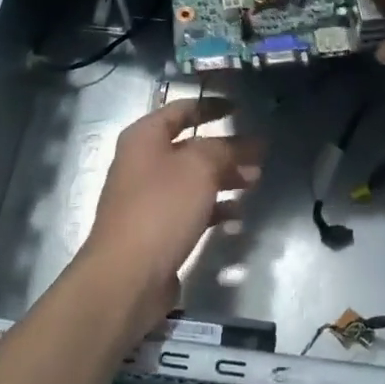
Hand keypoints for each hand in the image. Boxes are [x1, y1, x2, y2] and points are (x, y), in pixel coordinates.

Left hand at [81, 97, 260, 324]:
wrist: (126, 278)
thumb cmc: (161, 208)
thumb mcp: (199, 168)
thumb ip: (225, 149)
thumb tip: (247, 143)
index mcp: (144, 137)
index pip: (182, 109)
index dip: (211, 106)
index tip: (239, 108)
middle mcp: (143, 162)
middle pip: (191, 146)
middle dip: (226, 149)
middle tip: (258, 154)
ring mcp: (148, 198)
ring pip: (193, 179)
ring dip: (224, 178)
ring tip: (255, 182)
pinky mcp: (156, 230)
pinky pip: (190, 209)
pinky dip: (214, 208)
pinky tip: (238, 215)